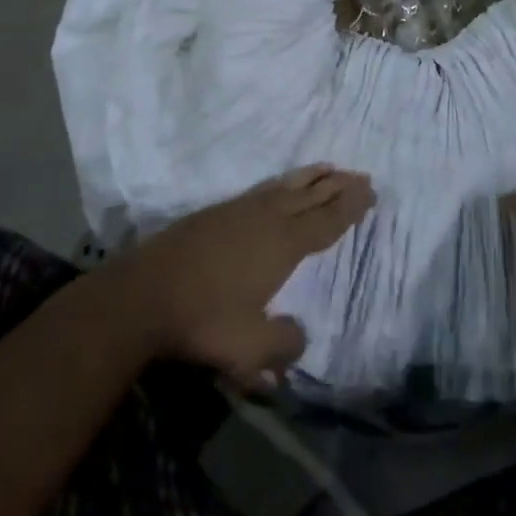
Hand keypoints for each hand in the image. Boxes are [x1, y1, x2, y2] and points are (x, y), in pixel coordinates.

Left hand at [116, 166, 374, 388]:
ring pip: (286, 187)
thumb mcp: (249, 348)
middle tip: (361, 174)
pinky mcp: (217, 212)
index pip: (325, 222)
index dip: (349, 207)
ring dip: (311, 178)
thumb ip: (282, 345)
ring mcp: (240, 210)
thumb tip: (301, 338)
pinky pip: (264, 189)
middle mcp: (267, 219)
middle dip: (337, 186)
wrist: (144, 293)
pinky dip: (283, 183)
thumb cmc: (203, 320)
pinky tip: (280, 187)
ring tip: (329, 168)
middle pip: (311, 197)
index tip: (370, 191)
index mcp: (283, 245)